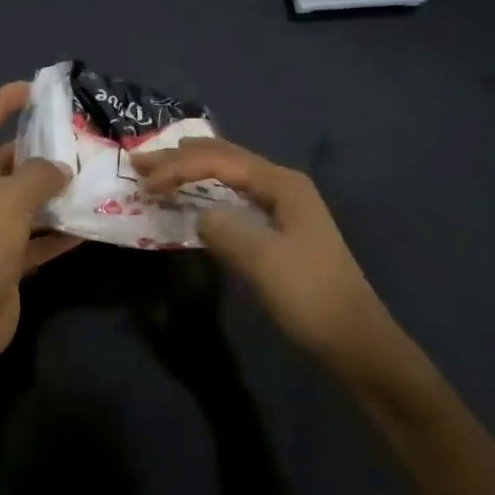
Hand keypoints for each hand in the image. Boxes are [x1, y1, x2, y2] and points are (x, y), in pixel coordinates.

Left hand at [0, 81, 80, 357]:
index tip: (33, 88)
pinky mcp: (6, 259)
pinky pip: (37, 237)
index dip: (2, 103)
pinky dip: (58, 232)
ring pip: (25, 201)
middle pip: (6, 163)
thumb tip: (60, 168)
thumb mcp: (8, 199)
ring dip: (53, 192)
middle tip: (75, 137)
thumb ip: (38, 175)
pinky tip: (88, 224)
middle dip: (38, 151)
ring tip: (89, 175)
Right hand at [132, 137, 415, 381]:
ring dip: (194, 171)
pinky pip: (236, 197)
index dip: (179, 167)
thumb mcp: (261, 259)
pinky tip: (196, 197)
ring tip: (161, 170)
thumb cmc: (308, 294)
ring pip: (231, 176)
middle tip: (142, 163)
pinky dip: (209, 192)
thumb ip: (224, 228)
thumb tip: (201, 216)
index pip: (220, 161)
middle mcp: (284, 185)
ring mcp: (285, 206)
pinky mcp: (281, 229)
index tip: (144, 183)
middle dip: (182, 158)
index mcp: (282, 183)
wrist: (352, 337)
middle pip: (225, 159)